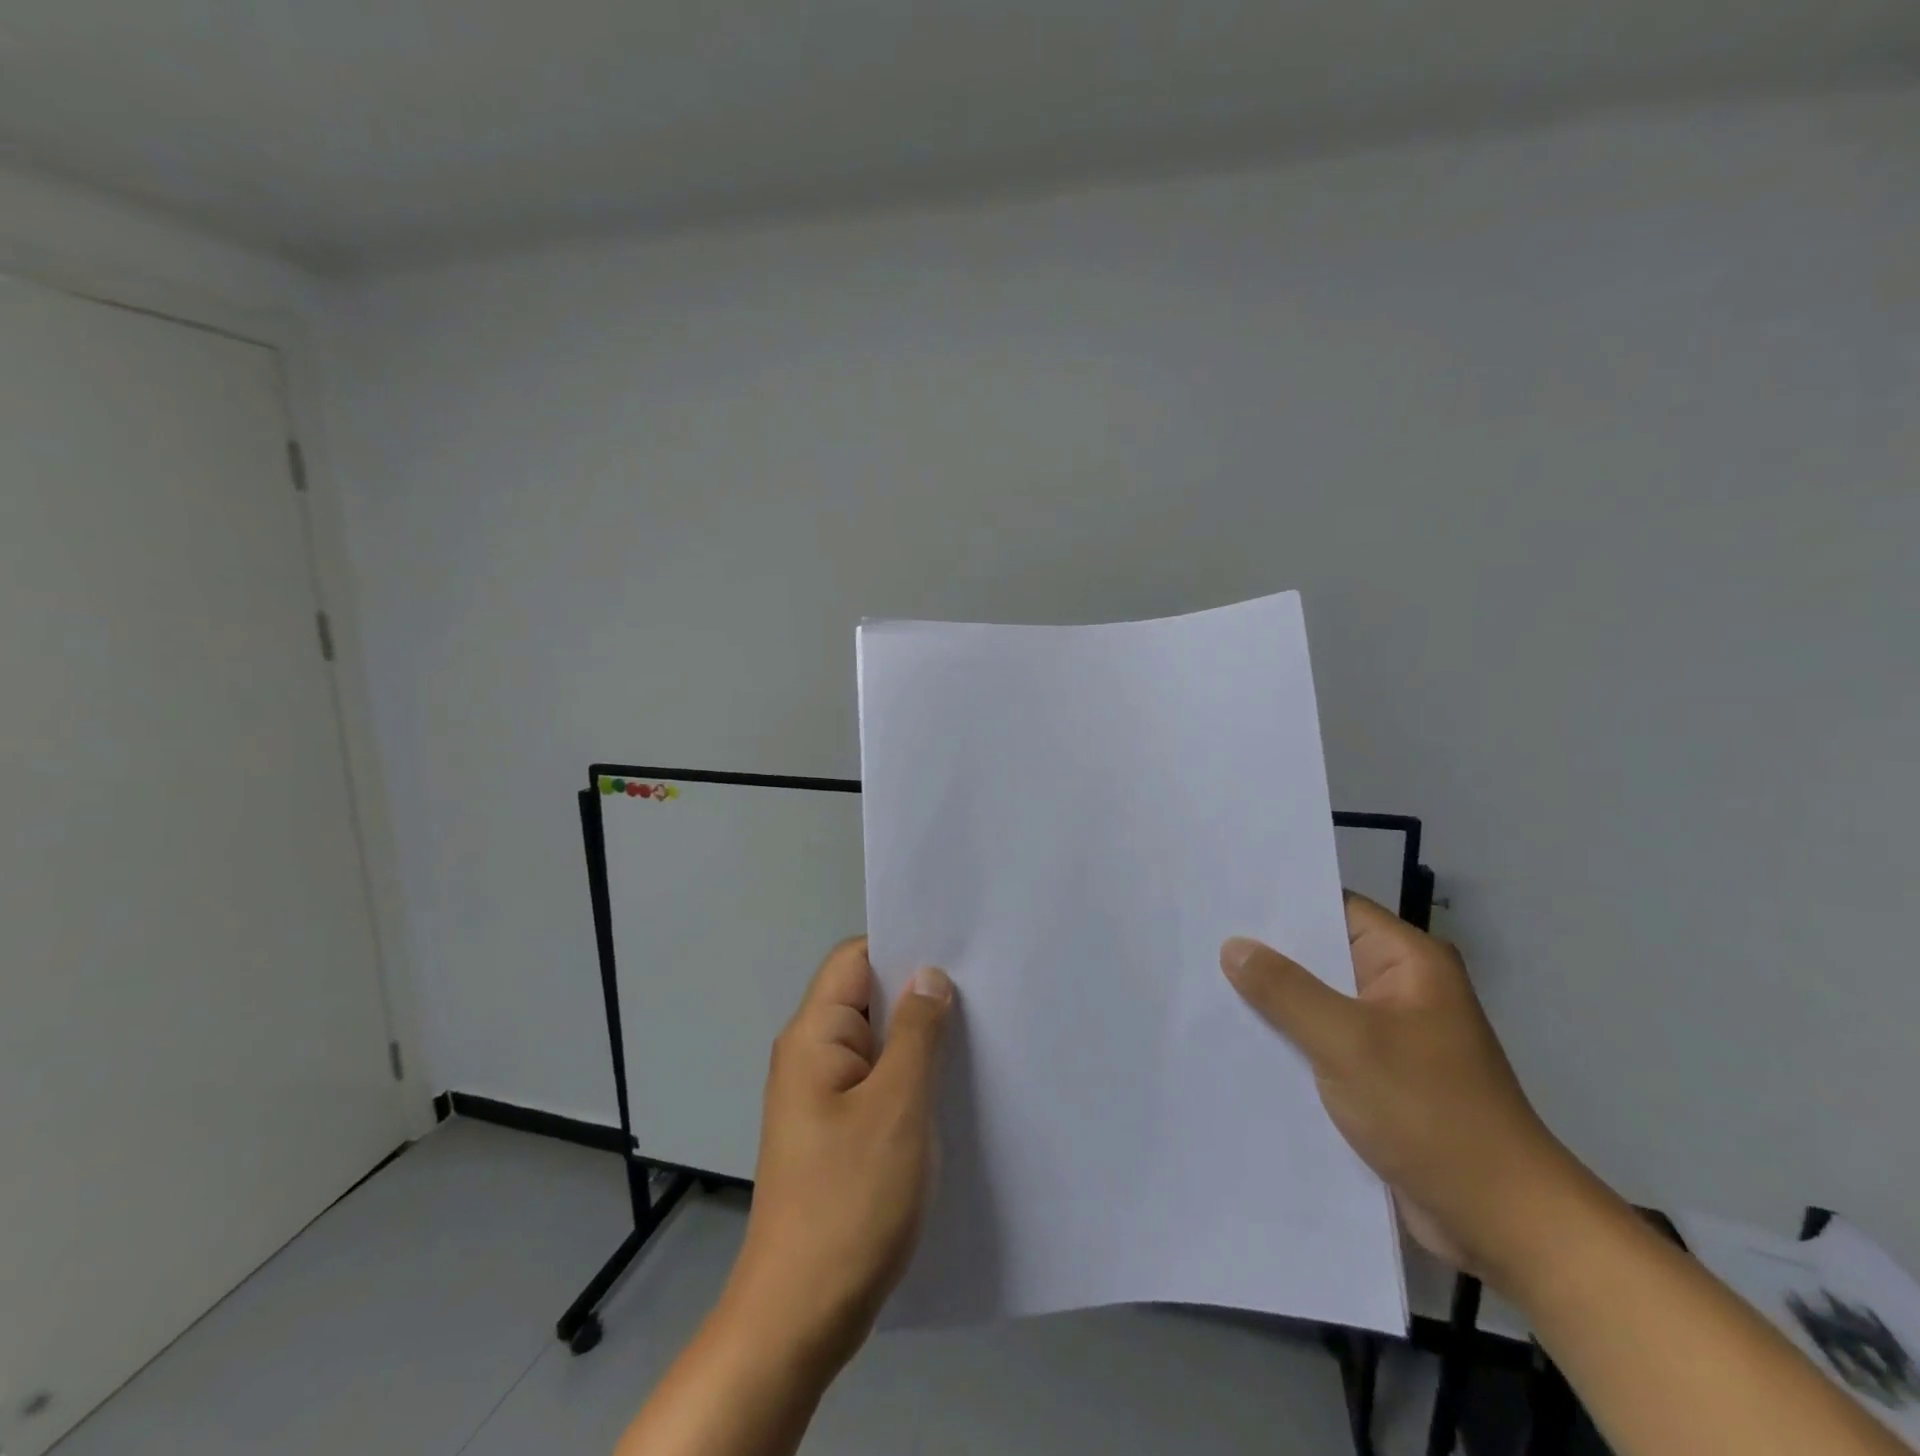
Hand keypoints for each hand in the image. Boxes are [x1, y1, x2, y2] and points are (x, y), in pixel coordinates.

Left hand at [720, 937, 954, 1374]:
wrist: (799, 1318)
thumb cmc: (850, 1202)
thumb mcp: (897, 1107)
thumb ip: (918, 1033)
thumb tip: (930, 974)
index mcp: (814, 1036)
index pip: (855, 958)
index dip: (902, 945)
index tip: (958, 948)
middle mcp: (812, 1055)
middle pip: (867, 996)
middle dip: (920, 990)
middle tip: (984, 987)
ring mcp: (823, 1096)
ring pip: (878, 1041)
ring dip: (920, 1036)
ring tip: (980, 1030)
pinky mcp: (837, 1130)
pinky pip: (878, 1080)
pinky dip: (912, 1074)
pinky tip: (953, 1084)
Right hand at [1221, 894, 1580, 1286]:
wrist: (1501, 1223)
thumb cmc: (1430, 1113)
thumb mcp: (1347, 1041)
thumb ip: (1285, 990)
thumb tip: (1233, 946)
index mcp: (1408, 962)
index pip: (1333, 909)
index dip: (1279, 903)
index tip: (1222, 899)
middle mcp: (1400, 989)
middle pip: (1320, 956)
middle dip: (1264, 954)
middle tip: (1198, 939)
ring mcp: (1389, 1036)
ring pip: (1316, 1003)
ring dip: (1272, 1003)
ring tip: (1203, 985)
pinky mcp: (1378, 1078)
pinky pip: (1321, 1043)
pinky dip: (1287, 1042)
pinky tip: (1237, 1041)